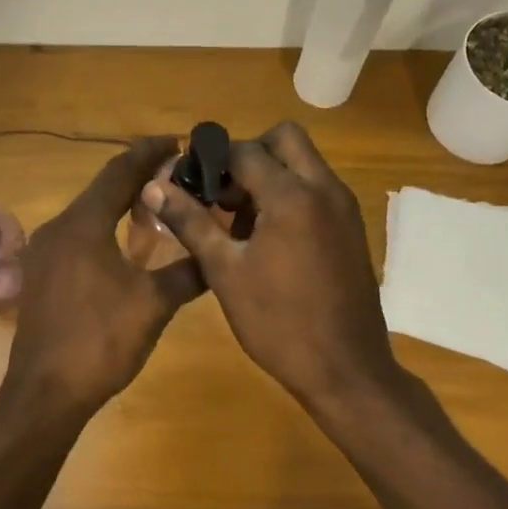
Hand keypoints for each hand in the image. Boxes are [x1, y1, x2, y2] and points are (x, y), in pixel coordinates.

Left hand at [5, 138, 204, 414]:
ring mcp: (44, 254)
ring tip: (157, 208)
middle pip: (101, 189)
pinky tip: (125, 248)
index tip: (178, 142)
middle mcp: (58, 228)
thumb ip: (188, 273)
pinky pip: (77, 238)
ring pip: (88, 214)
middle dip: (138, 178)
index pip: (119, 172)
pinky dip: (104, 230)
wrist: (46, 393)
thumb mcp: (154, 304)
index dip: (149, 152)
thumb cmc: (100, 341)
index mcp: (83, 224)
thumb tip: (218, 256)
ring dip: (120, 205)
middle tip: (176, 176)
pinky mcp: (42, 277)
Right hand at [143, 122, 398, 407]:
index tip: (188, 183)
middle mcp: (325, 189)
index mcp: (292, 195)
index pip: (245, 151)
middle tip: (222, 194)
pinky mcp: (352, 228)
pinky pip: (318, 190)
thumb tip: (155, 187)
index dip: (211, 160)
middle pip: (285, 139)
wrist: (345, 369)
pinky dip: (292, 196)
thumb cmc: (278, 322)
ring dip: (271, 175)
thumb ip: (191, 222)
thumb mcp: (225, 271)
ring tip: (239, 222)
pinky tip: (268, 240)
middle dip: (249, 155)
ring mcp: (344, 208)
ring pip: (304, 164)